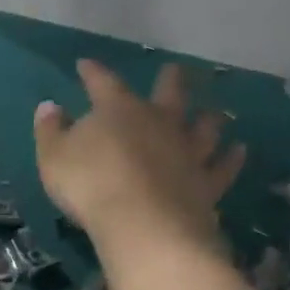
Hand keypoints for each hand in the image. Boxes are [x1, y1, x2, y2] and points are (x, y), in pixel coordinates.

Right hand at [34, 59, 244, 251]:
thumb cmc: (90, 186)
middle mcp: (160, 122)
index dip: (93, 73)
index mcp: (119, 110)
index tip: (86, 65)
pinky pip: (223, 167)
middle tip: (175, 70)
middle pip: (170, 93)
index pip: (103, 83)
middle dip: (170, 80)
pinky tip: (239, 151)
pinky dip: (232, 158)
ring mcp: (188, 152)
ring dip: (209, 119)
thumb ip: (50, 131)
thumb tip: (50, 107)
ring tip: (215, 114)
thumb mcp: (54, 158)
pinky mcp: (206, 183)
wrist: (142, 224)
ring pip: (205, 127)